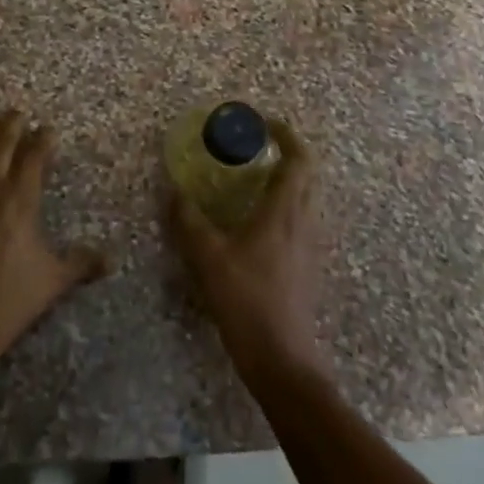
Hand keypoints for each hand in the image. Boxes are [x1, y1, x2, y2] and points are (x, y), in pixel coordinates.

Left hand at [0, 110, 106, 383]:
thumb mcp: (54, 280)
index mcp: (20, 199)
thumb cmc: (10, 298)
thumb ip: (82, 262)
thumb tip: (112, 259)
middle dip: (10, 125)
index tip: (48, 130)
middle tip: (17, 113)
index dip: (42, 139)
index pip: (33, 156)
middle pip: (0, 143)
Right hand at [168, 120, 325, 381]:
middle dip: (288, 153)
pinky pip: (302, 220)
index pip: (299, 159)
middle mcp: (304, 222)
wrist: (282, 360)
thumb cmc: (247, 301)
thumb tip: (172, 190)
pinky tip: (259, 222)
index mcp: (284, 212)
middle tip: (258, 147)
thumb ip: (188, 221)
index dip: (286, 135)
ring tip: (256, 179)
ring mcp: (310, 246)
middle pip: (309, 175)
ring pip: (308, 198)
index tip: (264, 123)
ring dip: (289, 179)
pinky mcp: (307, 267)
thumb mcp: (208, 258)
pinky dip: (286, 205)